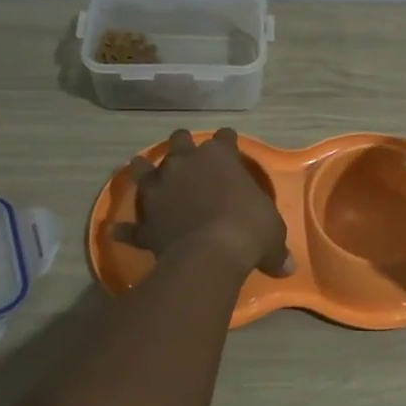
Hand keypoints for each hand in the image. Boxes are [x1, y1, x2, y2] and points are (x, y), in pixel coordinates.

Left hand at [122, 128, 292, 276]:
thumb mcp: (273, 235)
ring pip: (143, 169)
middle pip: (180, 141)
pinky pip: (131, 225)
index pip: (225, 138)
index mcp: (220, 157)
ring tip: (142, 170)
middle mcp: (185, 163)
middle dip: (183, 145)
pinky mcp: (146, 220)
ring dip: (143, 169)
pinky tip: (118, 230)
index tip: (229, 144)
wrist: (210, 254)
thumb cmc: (249, 230)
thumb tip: (287, 267)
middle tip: (187, 155)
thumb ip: (275, 247)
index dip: (227, 141)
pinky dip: (126, 228)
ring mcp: (160, 189)